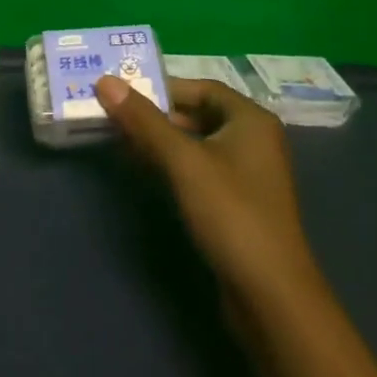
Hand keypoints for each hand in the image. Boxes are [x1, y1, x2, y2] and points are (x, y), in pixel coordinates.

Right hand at [94, 72, 320, 324]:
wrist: (270, 295)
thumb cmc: (230, 213)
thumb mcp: (183, 161)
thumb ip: (144, 121)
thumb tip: (105, 81)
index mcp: (251, 120)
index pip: (201, 87)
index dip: (163, 87)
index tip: (125, 93)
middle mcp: (253, 140)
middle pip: (198, 114)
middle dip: (156, 115)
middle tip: (115, 116)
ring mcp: (247, 174)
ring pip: (196, 144)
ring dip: (160, 141)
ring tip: (120, 141)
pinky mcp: (237, 203)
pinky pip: (200, 170)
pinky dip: (172, 165)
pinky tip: (145, 170)